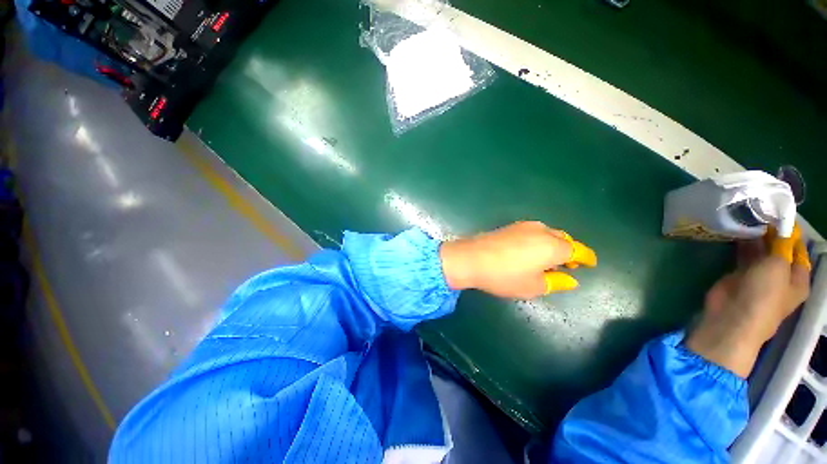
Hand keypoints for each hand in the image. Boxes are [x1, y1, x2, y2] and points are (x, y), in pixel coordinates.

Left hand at [439, 221, 596, 298]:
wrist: (471, 258)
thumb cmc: (504, 276)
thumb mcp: (533, 286)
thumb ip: (556, 282)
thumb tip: (570, 279)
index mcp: (554, 246)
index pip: (579, 251)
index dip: (587, 258)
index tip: (590, 264)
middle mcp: (542, 231)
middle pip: (564, 239)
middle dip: (569, 251)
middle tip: (568, 265)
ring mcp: (524, 226)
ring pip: (548, 233)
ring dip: (553, 245)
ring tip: (549, 259)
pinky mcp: (511, 226)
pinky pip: (533, 232)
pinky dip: (539, 240)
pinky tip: (531, 250)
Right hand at [686, 224, 810, 377]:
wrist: (733, 316)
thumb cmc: (764, 295)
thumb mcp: (778, 266)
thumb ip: (780, 244)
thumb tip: (781, 225)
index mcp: (798, 278)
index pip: (798, 250)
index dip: (791, 233)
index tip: (779, 214)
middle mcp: (781, 276)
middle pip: (779, 249)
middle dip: (771, 233)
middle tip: (760, 213)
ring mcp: (760, 276)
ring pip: (760, 252)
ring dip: (756, 238)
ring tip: (748, 218)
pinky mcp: (739, 275)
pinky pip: (743, 256)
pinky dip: (741, 245)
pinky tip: (737, 231)